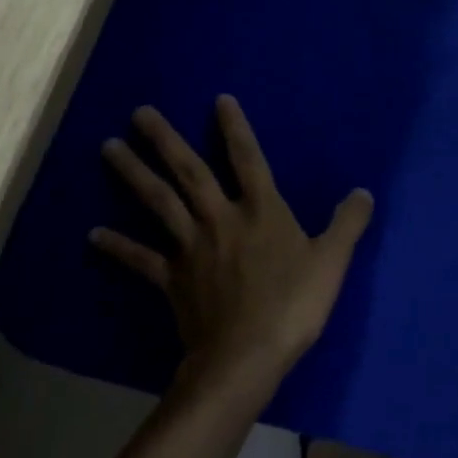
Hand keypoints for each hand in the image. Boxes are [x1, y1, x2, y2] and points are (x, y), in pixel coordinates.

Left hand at [92, 96, 373, 396]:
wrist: (246, 357)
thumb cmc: (293, 305)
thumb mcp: (332, 261)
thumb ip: (348, 223)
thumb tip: (364, 192)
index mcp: (261, 210)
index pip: (247, 158)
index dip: (235, 128)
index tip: (219, 100)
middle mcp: (221, 218)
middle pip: (189, 171)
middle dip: (164, 140)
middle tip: (139, 112)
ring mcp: (191, 247)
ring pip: (159, 203)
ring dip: (133, 174)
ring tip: (109, 148)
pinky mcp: (171, 279)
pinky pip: (141, 258)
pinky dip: (118, 246)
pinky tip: (93, 234)